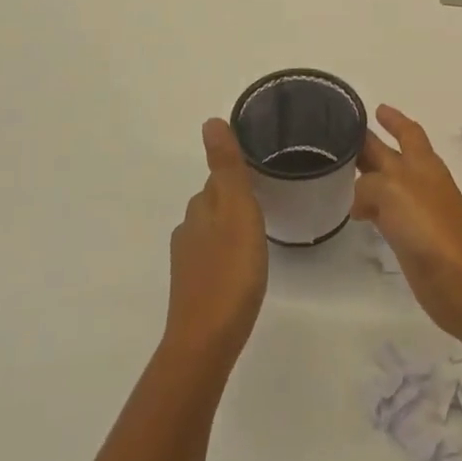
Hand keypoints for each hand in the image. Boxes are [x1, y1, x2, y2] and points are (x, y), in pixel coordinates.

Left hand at [164, 119, 268, 368]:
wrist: (206, 339)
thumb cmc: (230, 271)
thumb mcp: (237, 212)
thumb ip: (227, 168)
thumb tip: (210, 121)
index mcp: (201, 208)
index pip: (220, 177)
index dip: (241, 170)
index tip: (267, 168)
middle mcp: (189, 228)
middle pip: (215, 201)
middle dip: (237, 195)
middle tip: (272, 195)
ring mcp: (189, 259)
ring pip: (213, 228)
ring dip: (233, 223)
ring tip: (263, 227)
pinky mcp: (195, 285)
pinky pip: (214, 254)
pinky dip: (229, 249)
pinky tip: (245, 262)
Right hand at [353, 105, 461, 343]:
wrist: (461, 281)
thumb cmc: (430, 227)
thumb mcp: (393, 191)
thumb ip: (369, 185)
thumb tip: (360, 202)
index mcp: (422, 164)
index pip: (407, 132)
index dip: (393, 119)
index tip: (374, 108)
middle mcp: (420, 182)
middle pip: (392, 157)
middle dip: (371, 146)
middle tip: (340, 139)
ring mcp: (418, 212)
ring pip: (386, 186)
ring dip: (367, 177)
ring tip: (338, 172)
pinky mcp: (411, 239)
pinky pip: (385, 214)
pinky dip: (369, 208)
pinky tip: (354, 213)